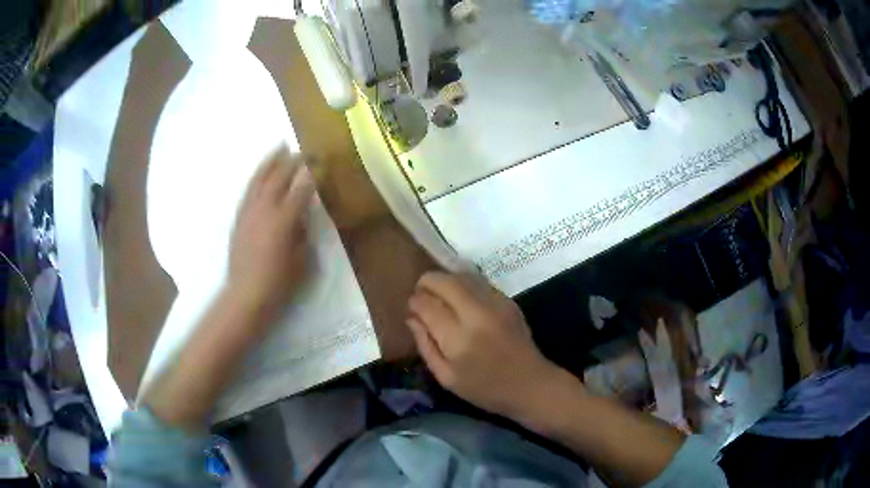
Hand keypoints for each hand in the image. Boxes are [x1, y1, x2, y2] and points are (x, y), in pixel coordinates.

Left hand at [228, 147, 314, 312]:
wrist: (246, 294)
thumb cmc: (279, 282)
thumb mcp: (302, 259)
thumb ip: (303, 233)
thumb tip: (301, 217)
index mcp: (284, 220)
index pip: (301, 189)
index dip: (312, 175)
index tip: (321, 163)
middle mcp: (264, 210)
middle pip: (279, 178)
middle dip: (292, 161)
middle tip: (303, 150)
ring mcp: (248, 212)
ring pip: (259, 179)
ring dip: (270, 162)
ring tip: (279, 147)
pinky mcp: (239, 219)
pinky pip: (248, 191)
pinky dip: (256, 177)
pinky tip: (261, 173)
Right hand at [406, 272, 560, 418]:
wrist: (530, 384)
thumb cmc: (484, 389)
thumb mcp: (446, 377)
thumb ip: (425, 345)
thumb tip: (412, 318)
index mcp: (459, 339)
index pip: (428, 305)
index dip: (415, 301)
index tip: (412, 306)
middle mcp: (477, 314)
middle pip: (445, 282)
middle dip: (427, 282)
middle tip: (421, 292)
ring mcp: (496, 304)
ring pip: (463, 276)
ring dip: (446, 279)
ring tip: (439, 293)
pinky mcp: (508, 301)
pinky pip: (479, 282)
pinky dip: (464, 284)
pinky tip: (460, 298)